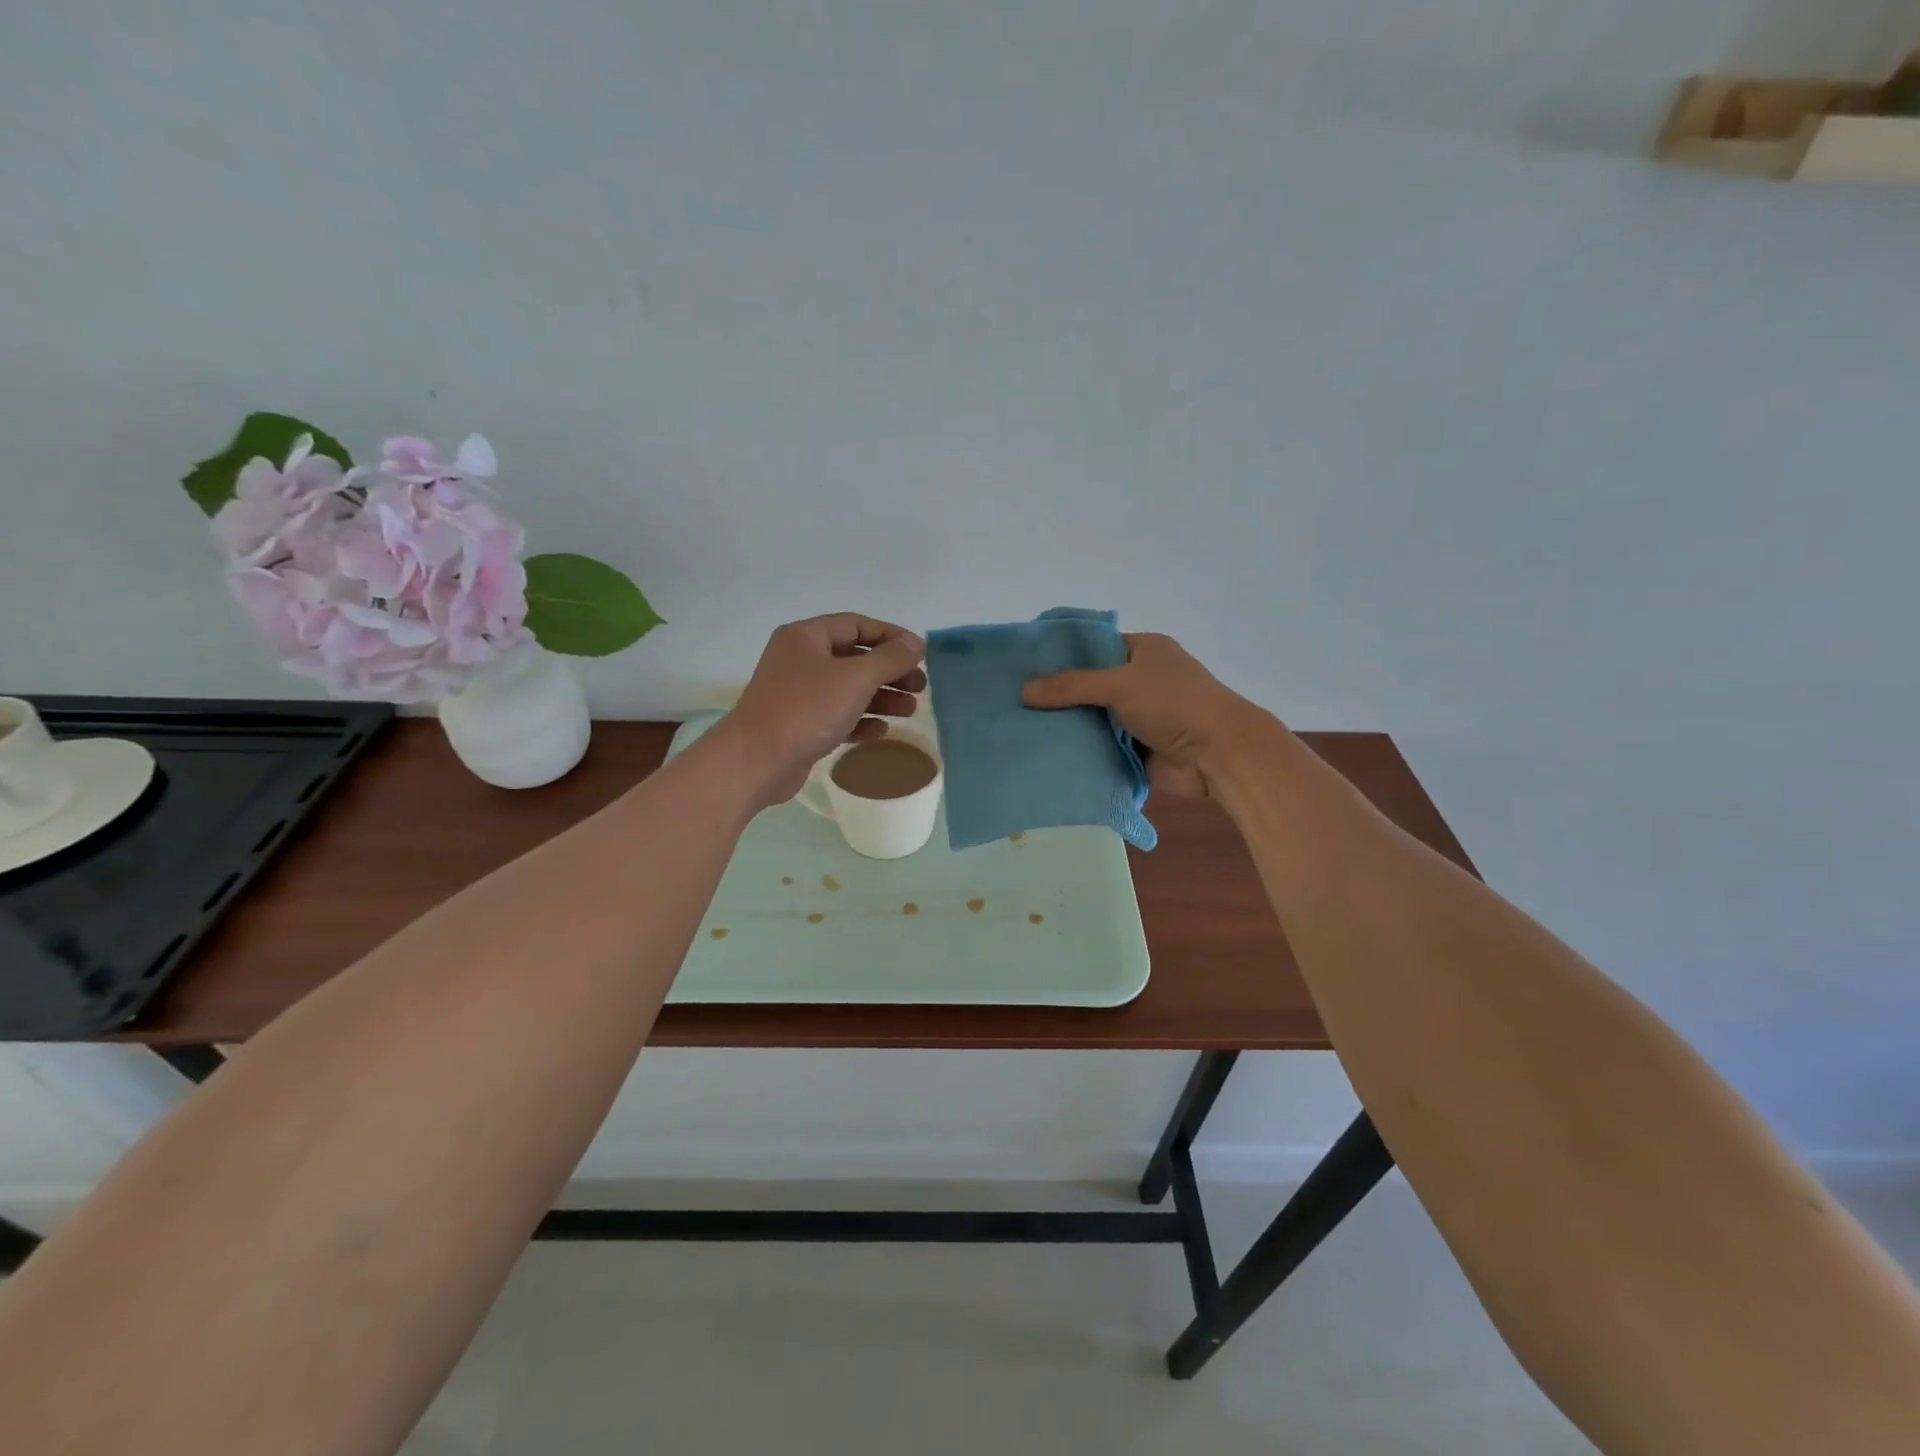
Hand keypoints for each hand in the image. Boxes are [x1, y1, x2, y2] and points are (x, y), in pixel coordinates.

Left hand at [716, 614, 926, 806]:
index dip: (891, 636)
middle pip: (855, 658)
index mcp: (806, 637)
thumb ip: (890, 659)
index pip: (856, 625)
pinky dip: (861, 720)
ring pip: (848, 689)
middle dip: (890, 672)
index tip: (920, 653)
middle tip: (920, 687)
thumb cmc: (806, 709)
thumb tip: (916, 643)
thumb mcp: (855, 678)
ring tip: (910, 711)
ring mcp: (798, 694)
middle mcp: (800, 660)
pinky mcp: (799, 725)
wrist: (757, 761)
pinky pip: (837, 716)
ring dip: (881, 698)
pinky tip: (882, 731)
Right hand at [1021, 633, 1261, 798]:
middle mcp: (1142, 680)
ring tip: (1021, 726)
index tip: (1026, 664)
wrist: (1216, 755)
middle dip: (1059, 693)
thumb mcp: (1119, 684)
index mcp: (1144, 651)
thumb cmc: (1173, 703)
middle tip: (1015, 699)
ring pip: (1094, 717)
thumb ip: (1072, 686)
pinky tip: (1045, 751)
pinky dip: (1081, 749)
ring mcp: (1139, 716)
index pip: (1096, 646)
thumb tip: (1024, 691)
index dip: (1063, 653)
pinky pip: (1101, 745)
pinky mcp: (1137, 748)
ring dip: (1068, 724)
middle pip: (1091, 683)